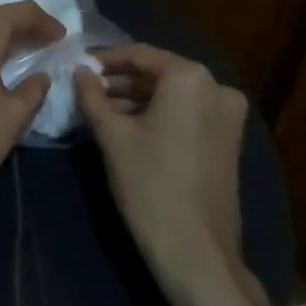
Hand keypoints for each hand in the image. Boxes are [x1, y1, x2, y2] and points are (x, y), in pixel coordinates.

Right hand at [77, 44, 270, 305]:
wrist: (195, 251)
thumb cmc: (149, 184)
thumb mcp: (112, 136)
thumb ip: (92, 96)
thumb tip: (79, 71)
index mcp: (190, 79)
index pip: (140, 55)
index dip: (105, 59)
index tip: (77, 65)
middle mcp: (217, 88)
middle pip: (158, 74)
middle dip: (120, 81)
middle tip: (85, 90)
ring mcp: (228, 116)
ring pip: (172, 95)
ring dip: (136, 99)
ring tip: (99, 110)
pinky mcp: (228, 141)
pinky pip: (186, 114)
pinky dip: (157, 115)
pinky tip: (126, 127)